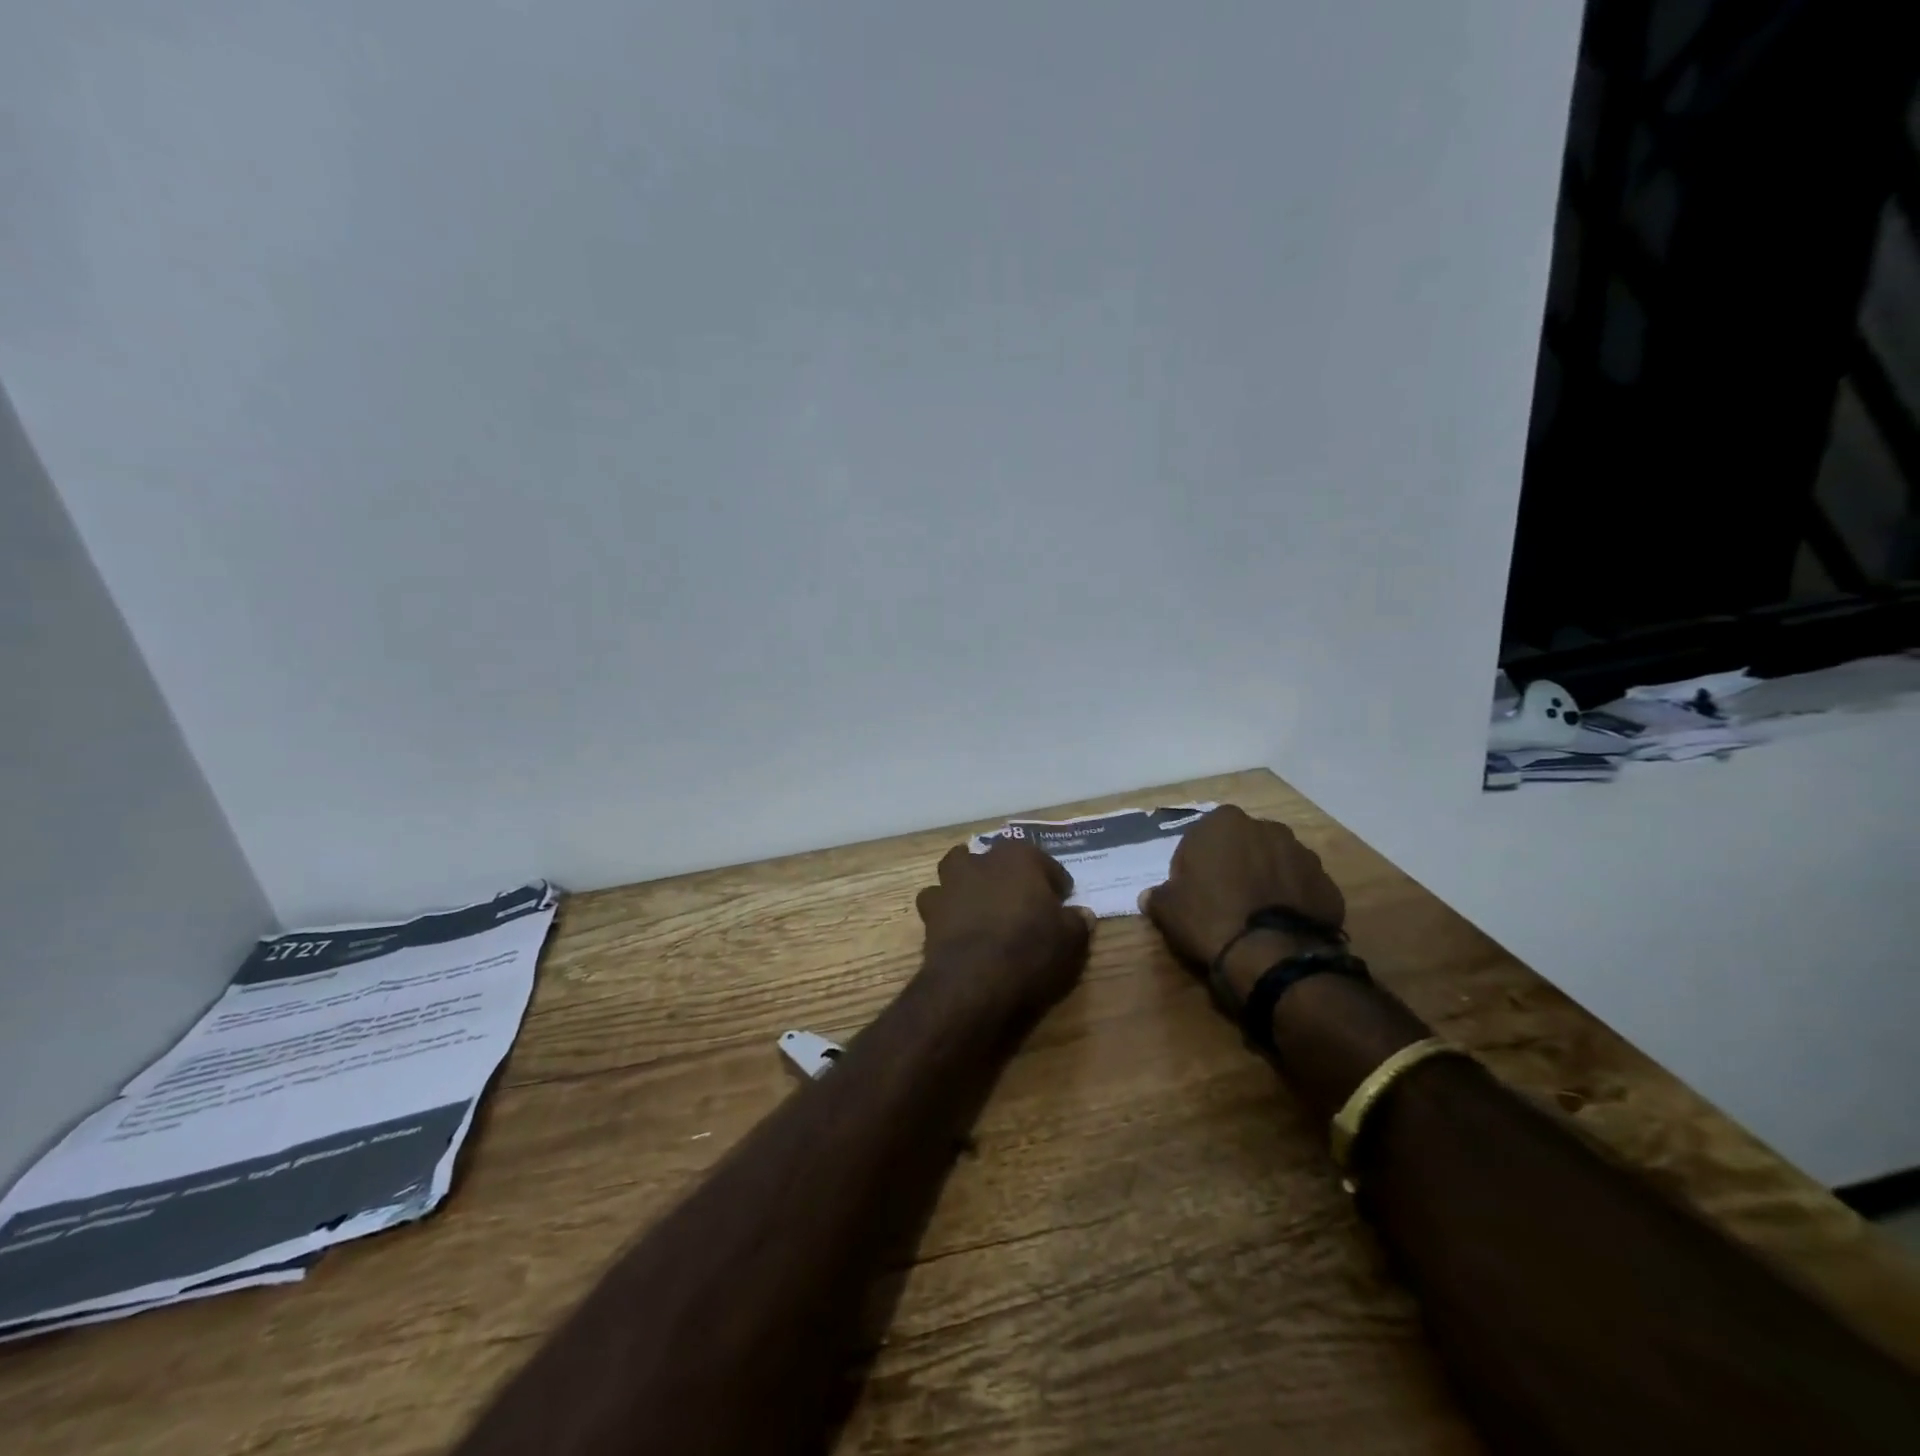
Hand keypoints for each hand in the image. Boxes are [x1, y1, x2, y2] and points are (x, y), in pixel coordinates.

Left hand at [915, 840, 1093, 1018]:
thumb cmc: (1031, 950)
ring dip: (967, 883)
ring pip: (956, 870)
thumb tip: (1082, 914)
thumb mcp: (1070, 939)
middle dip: (1004, 873)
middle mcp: (980, 861)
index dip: (1054, 880)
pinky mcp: (929, 912)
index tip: (1062, 899)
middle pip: (993, 858)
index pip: (1042, 861)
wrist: (975, 982)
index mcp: (1018, 857)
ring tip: (981, 906)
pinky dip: (947, 911)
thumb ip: (1076, 921)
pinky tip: (958, 928)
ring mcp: (950, 884)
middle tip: (1018, 898)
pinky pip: (938, 903)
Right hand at [1139, 805, 1345, 1001]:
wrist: (1272, 955)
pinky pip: (1301, 889)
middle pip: (1242, 846)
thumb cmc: (1210, 918)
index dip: (1194, 866)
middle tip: (1223, 901)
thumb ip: (1158, 895)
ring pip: (1275, 864)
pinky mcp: (1327, 884)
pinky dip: (1292, 901)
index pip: (1201, 838)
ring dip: (1265, 881)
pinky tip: (1279, 926)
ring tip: (1254, 917)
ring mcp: (1303, 854)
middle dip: (1234, 866)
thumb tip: (1149, 897)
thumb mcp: (1168, 908)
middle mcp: (1267, 828)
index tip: (1192, 892)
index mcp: (1224, 822)